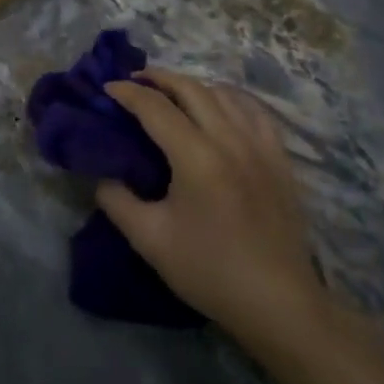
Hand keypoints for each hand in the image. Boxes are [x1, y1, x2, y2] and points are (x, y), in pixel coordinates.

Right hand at [101, 72, 336, 365]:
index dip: (127, 93)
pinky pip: (255, 112)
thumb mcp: (149, 240)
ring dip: (192, 86)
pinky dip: (231, 100)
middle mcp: (230, 140)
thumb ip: (117, 200)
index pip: (155, 107)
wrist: (279, 305)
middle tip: (133, 82)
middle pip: (191, 88)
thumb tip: (103, 175)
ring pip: (224, 94)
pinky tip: (221, 108)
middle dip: (158, 78)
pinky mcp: (280, 160)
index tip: (106, 90)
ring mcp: (260, 147)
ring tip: (172, 93)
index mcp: (196, 157)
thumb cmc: (210, 271)